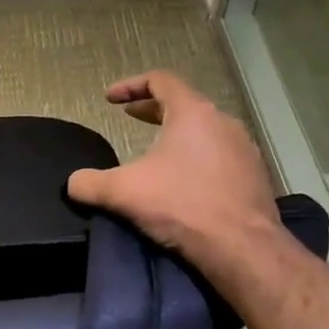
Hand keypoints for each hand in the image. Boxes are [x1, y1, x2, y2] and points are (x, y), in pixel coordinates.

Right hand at [66, 71, 286, 285]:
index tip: (110, 99)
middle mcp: (223, 122)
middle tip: (130, 117)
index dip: (131, 85)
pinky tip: (184, 181)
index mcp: (193, 113)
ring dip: (177, 134)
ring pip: (205, 130)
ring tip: (156, 151)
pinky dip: (197, 158)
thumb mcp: (121, 192)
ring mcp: (244, 149)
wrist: (241, 247)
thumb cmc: (180, 205)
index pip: (161, 80)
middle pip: (184, 103)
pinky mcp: (255, 176)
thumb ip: (89, 183)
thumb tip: (72, 183)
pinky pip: (220, 155)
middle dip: (153, 109)